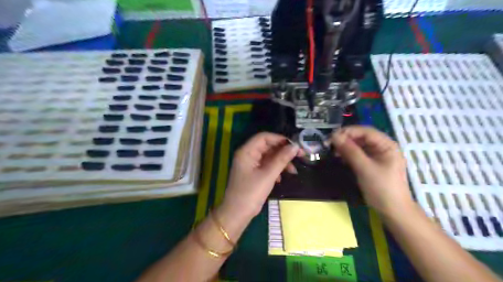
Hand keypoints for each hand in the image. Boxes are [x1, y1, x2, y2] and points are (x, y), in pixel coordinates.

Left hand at [223, 132, 297, 214]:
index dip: (280, 139)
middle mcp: (247, 155)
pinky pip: (266, 166)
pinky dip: (275, 169)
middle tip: (300, 156)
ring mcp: (249, 164)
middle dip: (283, 151)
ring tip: (293, 171)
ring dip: (281, 161)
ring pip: (268, 157)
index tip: (295, 146)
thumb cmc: (250, 193)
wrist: (236, 214)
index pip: (264, 137)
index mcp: (247, 151)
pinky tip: (281, 178)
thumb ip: (282, 159)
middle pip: (267, 146)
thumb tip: (295, 146)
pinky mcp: (252, 173)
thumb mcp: (268, 175)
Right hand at [329, 125, 414, 214]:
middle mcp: (383, 147)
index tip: (331, 137)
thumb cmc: (382, 188)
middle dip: (345, 139)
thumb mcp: (364, 168)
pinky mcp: (372, 164)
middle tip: (330, 145)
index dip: (348, 132)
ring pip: (359, 145)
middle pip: (362, 137)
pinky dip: (349, 154)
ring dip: (346, 147)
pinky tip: (340, 158)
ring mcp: (378, 156)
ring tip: (333, 152)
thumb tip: (334, 136)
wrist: (393, 211)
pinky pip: (359, 154)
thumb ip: (350, 150)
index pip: (365, 131)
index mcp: (386, 144)